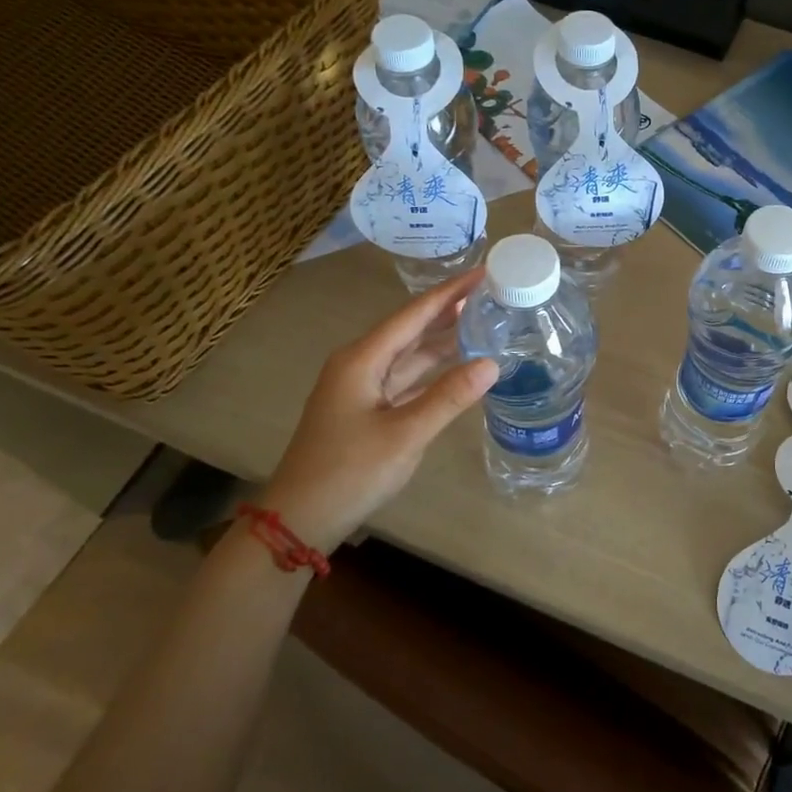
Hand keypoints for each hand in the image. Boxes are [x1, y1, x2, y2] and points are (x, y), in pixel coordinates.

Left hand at [259, 269, 497, 550]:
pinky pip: (406, 379)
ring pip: (409, 355)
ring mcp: (361, 389)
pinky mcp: (367, 411)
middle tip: (490, 293)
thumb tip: (492, 364)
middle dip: (448, 311)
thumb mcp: (405, 435)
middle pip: (411, 329)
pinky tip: (457, 366)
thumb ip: (448, 397)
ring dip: (442, 339)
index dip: (450, 293)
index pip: (413, 314)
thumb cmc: (349, 472)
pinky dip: (432, 370)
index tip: (483, 272)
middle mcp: (360, 364)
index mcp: (362, 359)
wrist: (299, 520)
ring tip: (481, 320)